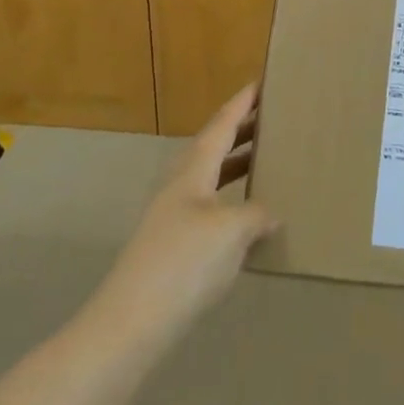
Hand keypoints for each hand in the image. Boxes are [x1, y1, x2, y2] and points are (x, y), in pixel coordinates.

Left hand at [98, 84, 278, 346]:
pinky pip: (210, 204)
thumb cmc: (184, 263)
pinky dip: (232, 197)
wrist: (131, 323)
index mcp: (193, 170)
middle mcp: (180, 185)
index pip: (221, 125)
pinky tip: (247, 215)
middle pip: (213, 146)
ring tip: (265, 159)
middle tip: (272, 117)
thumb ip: (257, 214)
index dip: (242, 103)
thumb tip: (271, 213)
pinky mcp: (173, 244)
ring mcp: (173, 216)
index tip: (261, 82)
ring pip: (210, 176)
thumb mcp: (232, 232)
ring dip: (236, 163)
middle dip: (241, 130)